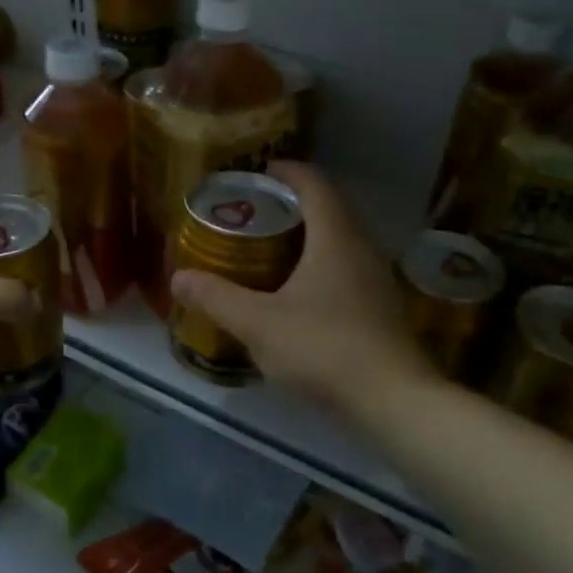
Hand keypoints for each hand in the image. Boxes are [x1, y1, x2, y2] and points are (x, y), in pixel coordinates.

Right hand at [170, 163, 436, 412]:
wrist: (393, 401)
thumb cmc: (324, 348)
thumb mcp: (259, 324)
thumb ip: (217, 298)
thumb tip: (179, 277)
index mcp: (335, 238)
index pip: (315, 184)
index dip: (288, 172)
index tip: (261, 171)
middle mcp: (361, 248)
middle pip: (329, 210)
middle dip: (293, 204)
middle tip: (256, 213)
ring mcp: (377, 279)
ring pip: (340, 242)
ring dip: (309, 237)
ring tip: (271, 250)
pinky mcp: (382, 308)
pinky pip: (347, 269)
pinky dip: (321, 265)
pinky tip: (299, 294)